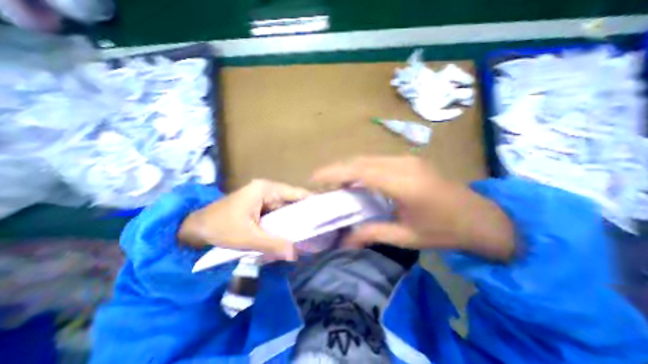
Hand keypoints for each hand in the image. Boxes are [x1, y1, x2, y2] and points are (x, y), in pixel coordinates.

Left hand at [177, 179, 309, 259]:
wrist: (194, 229)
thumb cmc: (219, 228)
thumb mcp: (247, 237)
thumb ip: (272, 244)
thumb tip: (295, 254)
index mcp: (266, 189)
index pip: (296, 193)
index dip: (311, 204)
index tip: (324, 216)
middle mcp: (268, 189)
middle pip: (293, 201)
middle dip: (303, 216)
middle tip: (316, 230)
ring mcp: (264, 197)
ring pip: (285, 208)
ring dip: (292, 221)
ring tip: (305, 234)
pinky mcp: (260, 206)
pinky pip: (277, 213)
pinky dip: (283, 223)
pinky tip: (288, 234)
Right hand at [312, 154, 513, 259]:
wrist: (483, 218)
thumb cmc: (445, 231)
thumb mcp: (407, 237)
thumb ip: (372, 234)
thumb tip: (345, 240)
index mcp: (404, 184)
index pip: (360, 171)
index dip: (334, 173)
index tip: (315, 178)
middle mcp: (404, 165)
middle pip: (361, 161)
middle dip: (337, 168)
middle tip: (320, 180)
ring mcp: (408, 159)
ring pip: (368, 158)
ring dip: (349, 167)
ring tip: (334, 181)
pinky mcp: (410, 160)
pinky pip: (378, 160)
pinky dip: (362, 168)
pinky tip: (356, 179)